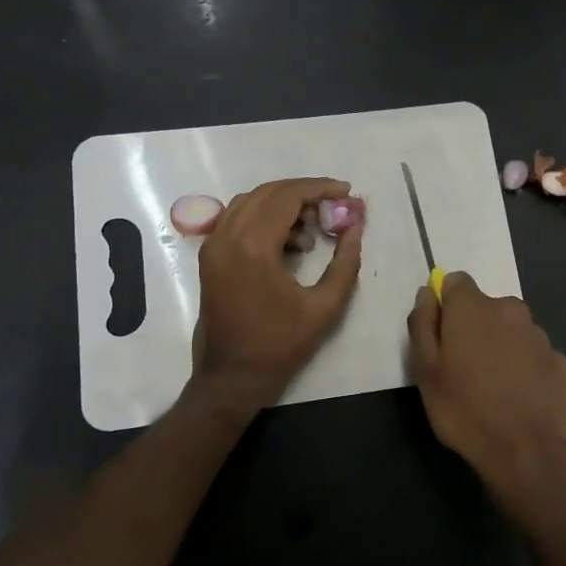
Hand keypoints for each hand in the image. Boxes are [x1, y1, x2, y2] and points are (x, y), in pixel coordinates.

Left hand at [192, 177, 363, 410]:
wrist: (231, 376)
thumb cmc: (280, 345)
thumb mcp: (325, 307)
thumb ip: (345, 263)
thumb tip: (355, 227)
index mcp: (254, 248)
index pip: (288, 197)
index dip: (320, 188)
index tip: (346, 191)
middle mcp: (228, 237)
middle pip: (269, 193)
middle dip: (304, 193)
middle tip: (334, 206)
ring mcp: (214, 245)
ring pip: (251, 202)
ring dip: (284, 204)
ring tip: (314, 227)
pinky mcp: (210, 256)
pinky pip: (238, 218)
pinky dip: (264, 217)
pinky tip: (289, 241)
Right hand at [408, 273, 565, 526]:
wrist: (524, 451)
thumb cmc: (464, 409)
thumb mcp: (425, 370)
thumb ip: (423, 324)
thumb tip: (427, 294)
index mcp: (474, 307)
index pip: (456, 282)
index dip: (446, 304)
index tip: (441, 334)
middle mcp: (510, 309)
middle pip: (485, 306)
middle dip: (474, 327)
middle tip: (464, 367)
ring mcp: (539, 334)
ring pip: (511, 329)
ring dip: (501, 345)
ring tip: (492, 385)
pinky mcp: (559, 360)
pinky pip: (532, 353)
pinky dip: (523, 365)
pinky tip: (517, 395)